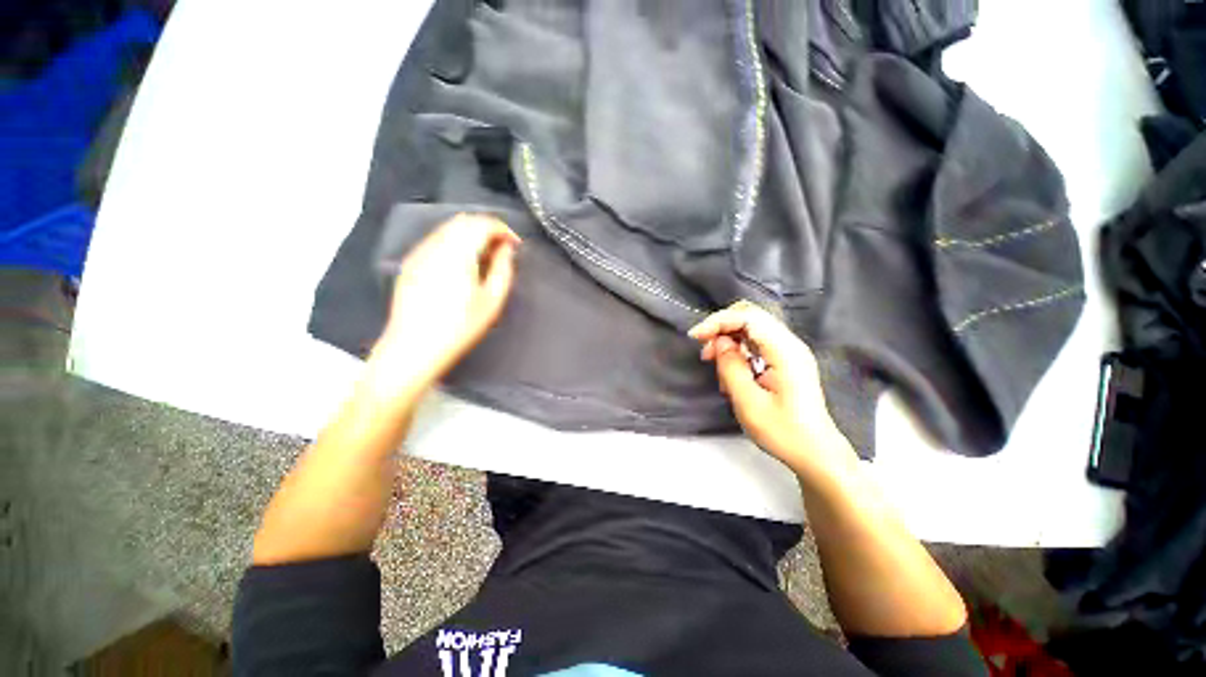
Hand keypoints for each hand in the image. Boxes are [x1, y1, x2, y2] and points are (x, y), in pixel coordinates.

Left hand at [367, 214, 519, 401]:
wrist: (414, 347)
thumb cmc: (459, 327)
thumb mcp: (492, 301)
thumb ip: (503, 269)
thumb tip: (506, 249)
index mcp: (458, 253)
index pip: (483, 224)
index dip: (503, 230)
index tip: (515, 245)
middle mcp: (436, 245)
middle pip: (465, 221)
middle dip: (487, 229)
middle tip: (502, 251)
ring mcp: (419, 253)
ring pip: (449, 229)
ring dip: (471, 235)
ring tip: (484, 258)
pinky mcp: (410, 263)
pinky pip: (436, 240)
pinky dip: (455, 243)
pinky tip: (461, 265)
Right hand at [688, 301, 848, 470]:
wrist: (816, 453)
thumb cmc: (783, 432)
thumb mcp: (749, 403)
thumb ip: (731, 367)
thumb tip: (719, 342)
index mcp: (785, 351)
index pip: (748, 317)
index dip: (718, 321)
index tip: (696, 337)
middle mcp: (789, 344)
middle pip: (750, 316)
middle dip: (722, 328)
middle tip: (706, 352)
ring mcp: (788, 351)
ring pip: (751, 328)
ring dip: (728, 340)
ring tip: (716, 366)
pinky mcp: (784, 360)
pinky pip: (756, 343)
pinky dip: (738, 351)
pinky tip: (731, 372)